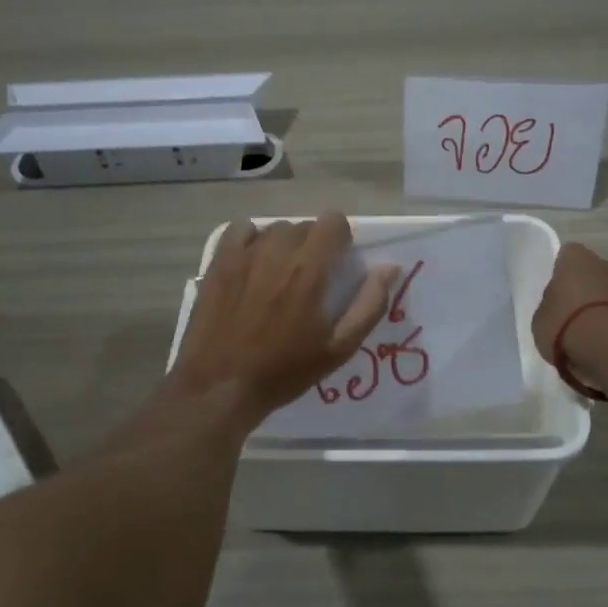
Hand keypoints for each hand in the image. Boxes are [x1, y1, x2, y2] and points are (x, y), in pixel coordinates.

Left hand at [172, 214, 398, 425]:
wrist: (220, 386)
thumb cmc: (284, 371)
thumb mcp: (338, 348)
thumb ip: (369, 304)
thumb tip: (389, 268)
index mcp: (309, 269)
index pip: (333, 220)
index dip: (341, 238)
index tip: (338, 264)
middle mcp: (277, 251)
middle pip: (304, 226)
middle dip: (314, 245)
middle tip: (310, 280)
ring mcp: (243, 254)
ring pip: (274, 228)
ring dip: (284, 244)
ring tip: (280, 276)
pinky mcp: (218, 262)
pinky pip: (240, 230)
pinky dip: (252, 239)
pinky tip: (253, 263)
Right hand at [532, 242, 607, 382]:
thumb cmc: (566, 324)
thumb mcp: (541, 318)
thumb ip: (550, 307)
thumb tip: (557, 308)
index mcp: (576, 259)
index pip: (568, 255)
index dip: (562, 273)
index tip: (556, 291)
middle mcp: (607, 266)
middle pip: (595, 273)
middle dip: (587, 289)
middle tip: (573, 314)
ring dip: (605, 309)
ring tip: (591, 336)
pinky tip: (607, 346)